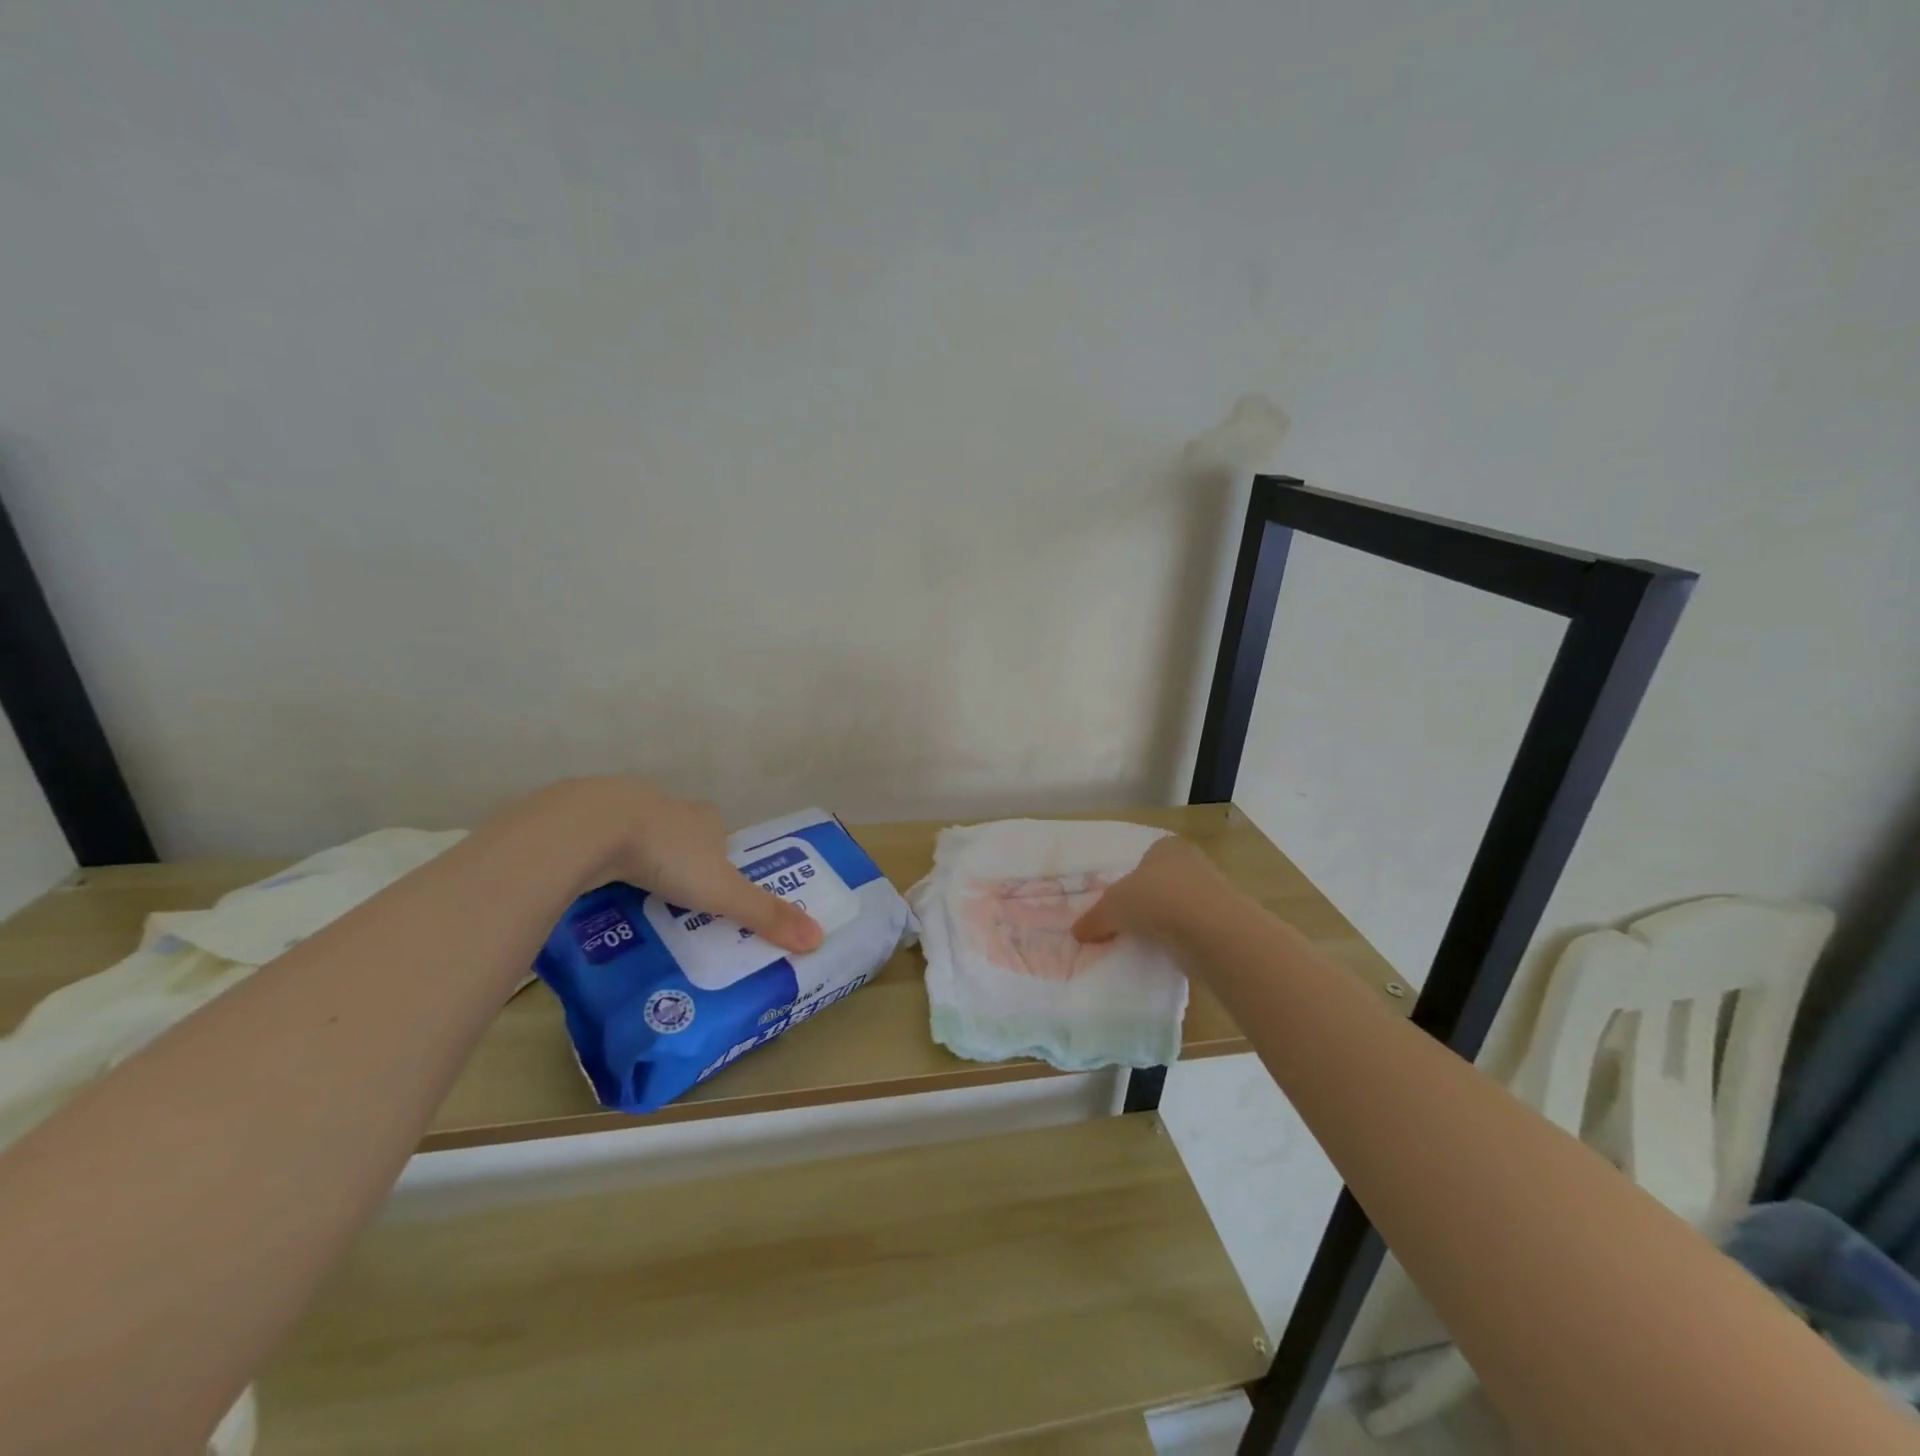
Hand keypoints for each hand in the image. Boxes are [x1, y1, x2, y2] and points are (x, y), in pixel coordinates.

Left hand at [538, 779, 824, 955]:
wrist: (591, 828)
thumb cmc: (668, 855)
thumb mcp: (723, 891)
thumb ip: (765, 914)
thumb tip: (818, 939)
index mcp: (706, 818)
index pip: (722, 835)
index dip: (721, 860)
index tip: (713, 891)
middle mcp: (671, 806)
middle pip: (683, 834)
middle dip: (681, 861)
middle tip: (674, 901)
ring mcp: (625, 806)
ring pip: (641, 835)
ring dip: (641, 859)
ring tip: (636, 897)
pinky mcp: (585, 816)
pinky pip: (601, 841)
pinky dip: (603, 859)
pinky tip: (596, 881)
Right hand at [1071, 835, 1234, 948]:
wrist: (1211, 930)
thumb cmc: (1156, 900)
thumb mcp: (1112, 907)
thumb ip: (1094, 918)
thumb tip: (1077, 932)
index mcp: (1166, 846)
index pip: (1145, 858)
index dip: (1129, 879)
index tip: (1118, 903)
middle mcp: (1192, 863)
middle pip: (1162, 883)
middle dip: (1148, 902)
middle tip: (1128, 924)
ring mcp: (1213, 893)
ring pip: (1179, 907)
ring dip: (1165, 923)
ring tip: (1146, 942)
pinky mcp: (1225, 923)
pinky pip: (1194, 931)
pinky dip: (1181, 941)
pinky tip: (1167, 953)